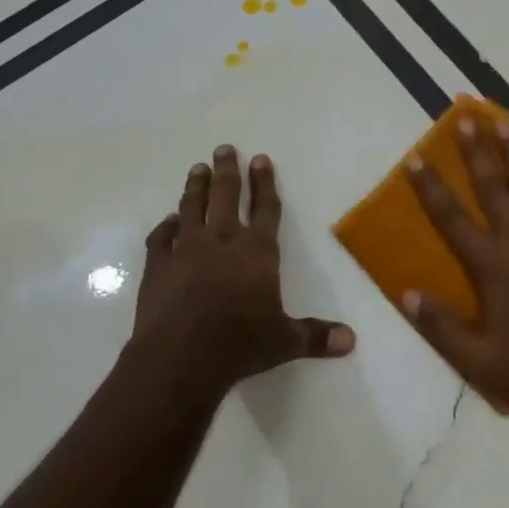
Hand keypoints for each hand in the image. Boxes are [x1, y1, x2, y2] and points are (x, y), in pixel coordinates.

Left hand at [131, 145, 354, 400]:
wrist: (179, 359)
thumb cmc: (239, 345)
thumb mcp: (284, 342)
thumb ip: (316, 337)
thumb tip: (351, 341)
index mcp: (257, 252)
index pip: (266, 209)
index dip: (264, 183)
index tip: (260, 159)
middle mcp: (222, 241)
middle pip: (225, 196)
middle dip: (227, 170)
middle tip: (223, 148)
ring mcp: (185, 250)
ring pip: (192, 208)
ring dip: (195, 187)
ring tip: (197, 169)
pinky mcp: (157, 266)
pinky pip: (161, 238)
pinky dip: (165, 227)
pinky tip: (168, 221)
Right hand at [404, 115, 508, 424]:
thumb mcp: (478, 362)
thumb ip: (440, 327)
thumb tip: (407, 293)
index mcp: (491, 266)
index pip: (452, 218)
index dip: (431, 187)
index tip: (416, 158)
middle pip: (493, 186)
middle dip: (477, 151)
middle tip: (467, 118)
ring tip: (504, 122)